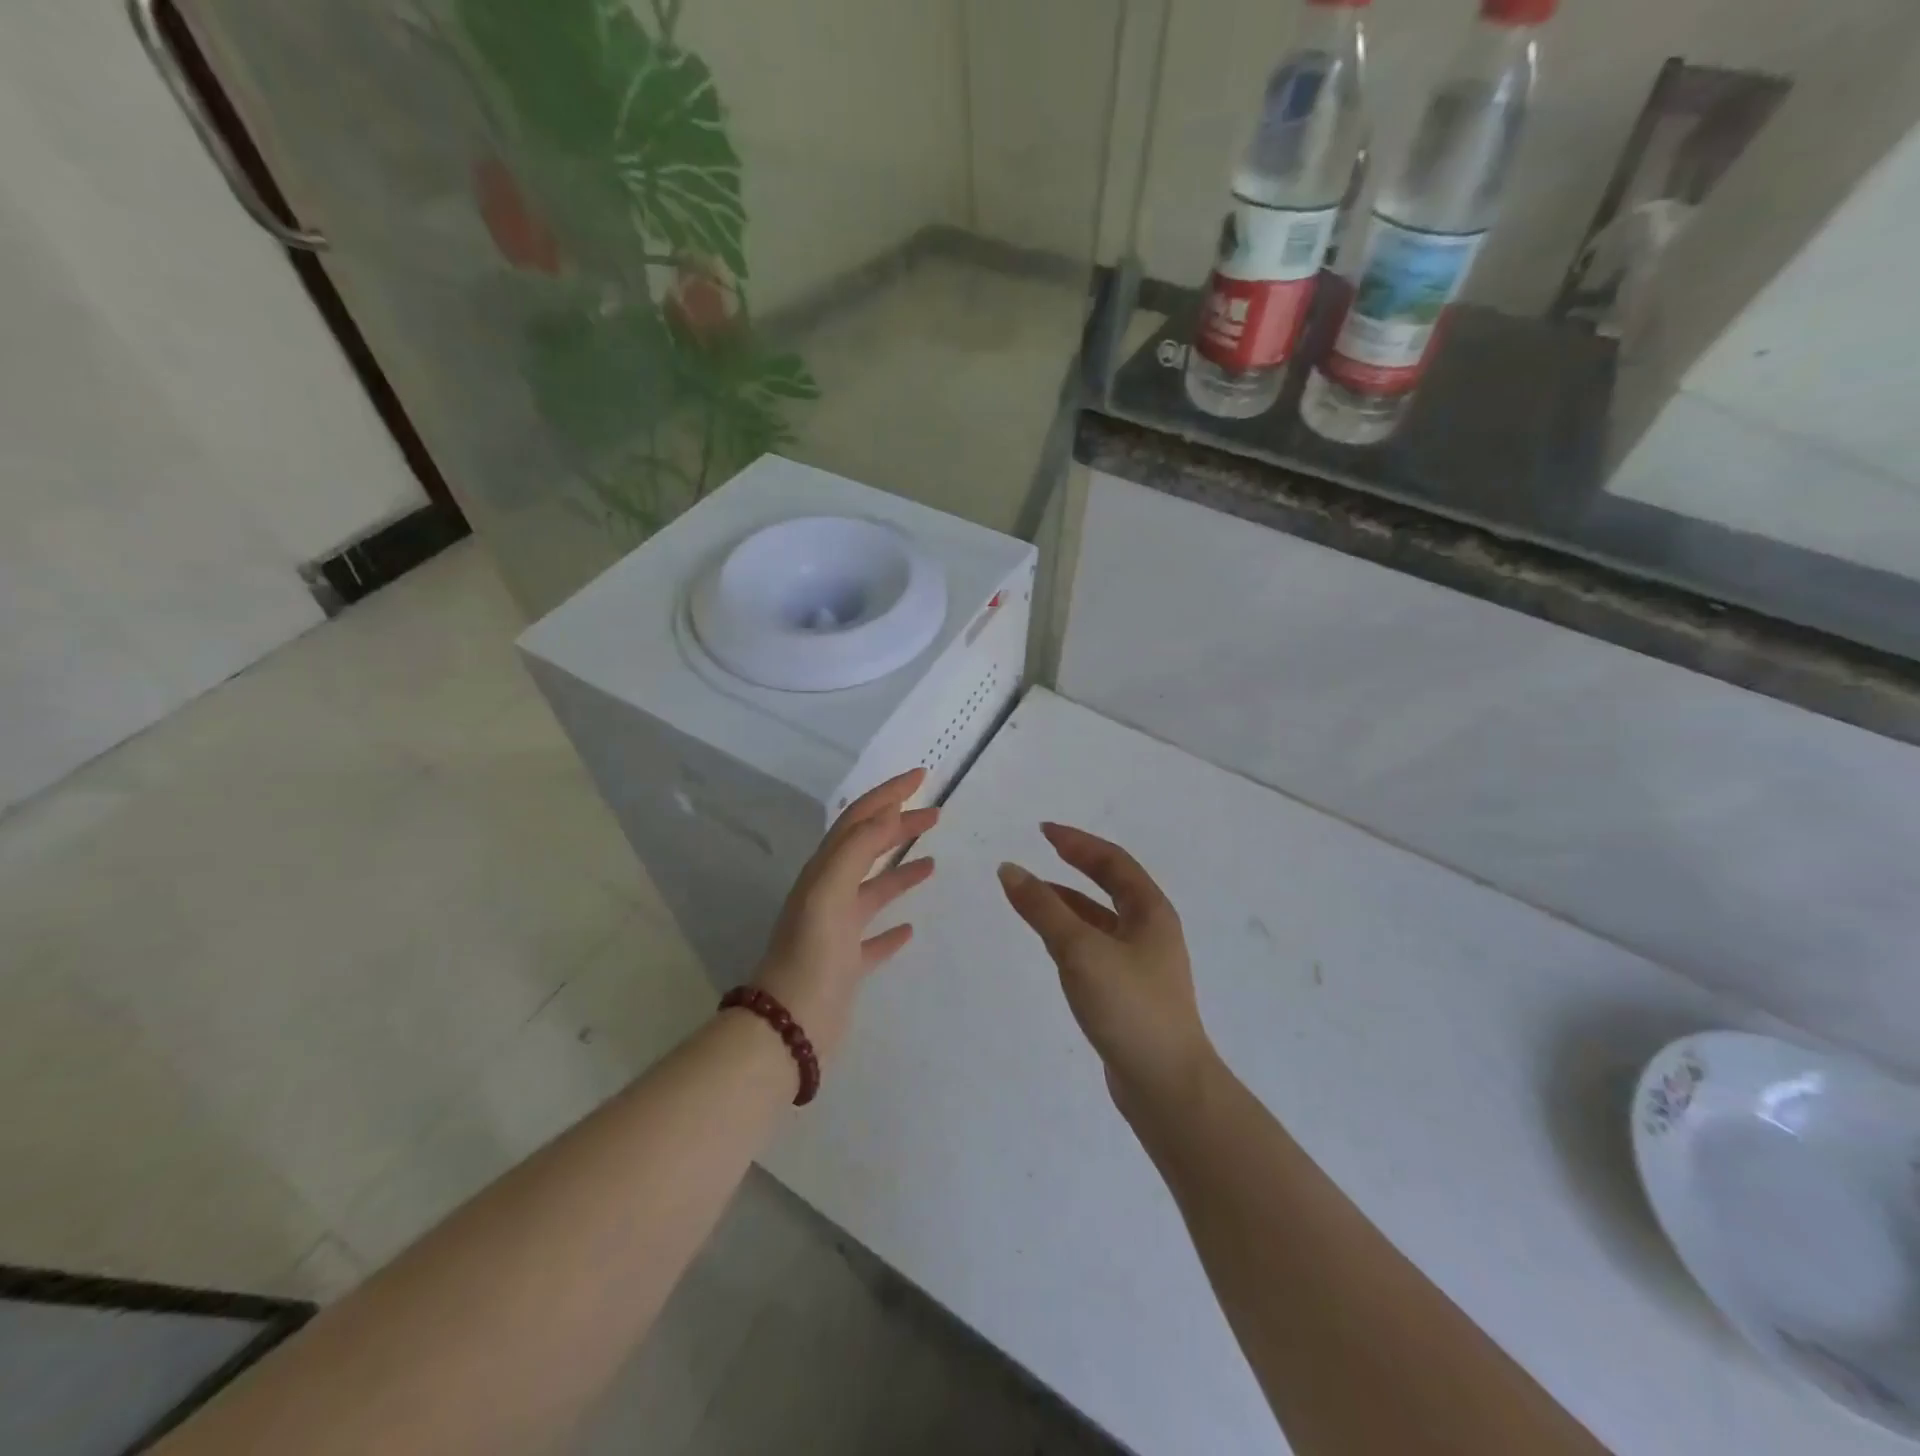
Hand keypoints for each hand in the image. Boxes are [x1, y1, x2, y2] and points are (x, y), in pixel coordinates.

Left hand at [752, 768, 937, 1063]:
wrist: (788, 1028)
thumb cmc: (811, 956)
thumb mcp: (829, 893)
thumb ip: (855, 850)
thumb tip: (886, 813)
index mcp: (824, 873)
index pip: (858, 820)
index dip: (888, 795)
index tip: (921, 777)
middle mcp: (829, 895)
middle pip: (867, 848)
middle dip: (899, 826)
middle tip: (935, 814)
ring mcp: (838, 931)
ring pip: (873, 890)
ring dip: (899, 869)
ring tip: (931, 860)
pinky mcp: (848, 965)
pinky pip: (874, 937)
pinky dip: (893, 927)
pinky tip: (911, 928)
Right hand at [998, 823, 1214, 1108]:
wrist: (1166, 1085)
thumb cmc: (1128, 1007)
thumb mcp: (1080, 950)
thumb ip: (1043, 909)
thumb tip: (1010, 869)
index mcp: (1151, 912)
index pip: (1112, 862)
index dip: (1077, 842)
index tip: (1043, 831)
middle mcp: (1151, 931)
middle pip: (1111, 886)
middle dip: (1076, 866)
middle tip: (1041, 851)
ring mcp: (1142, 964)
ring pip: (1101, 919)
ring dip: (1069, 902)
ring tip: (1033, 895)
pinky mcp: (1129, 993)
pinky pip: (1096, 947)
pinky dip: (1071, 934)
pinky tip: (1051, 944)